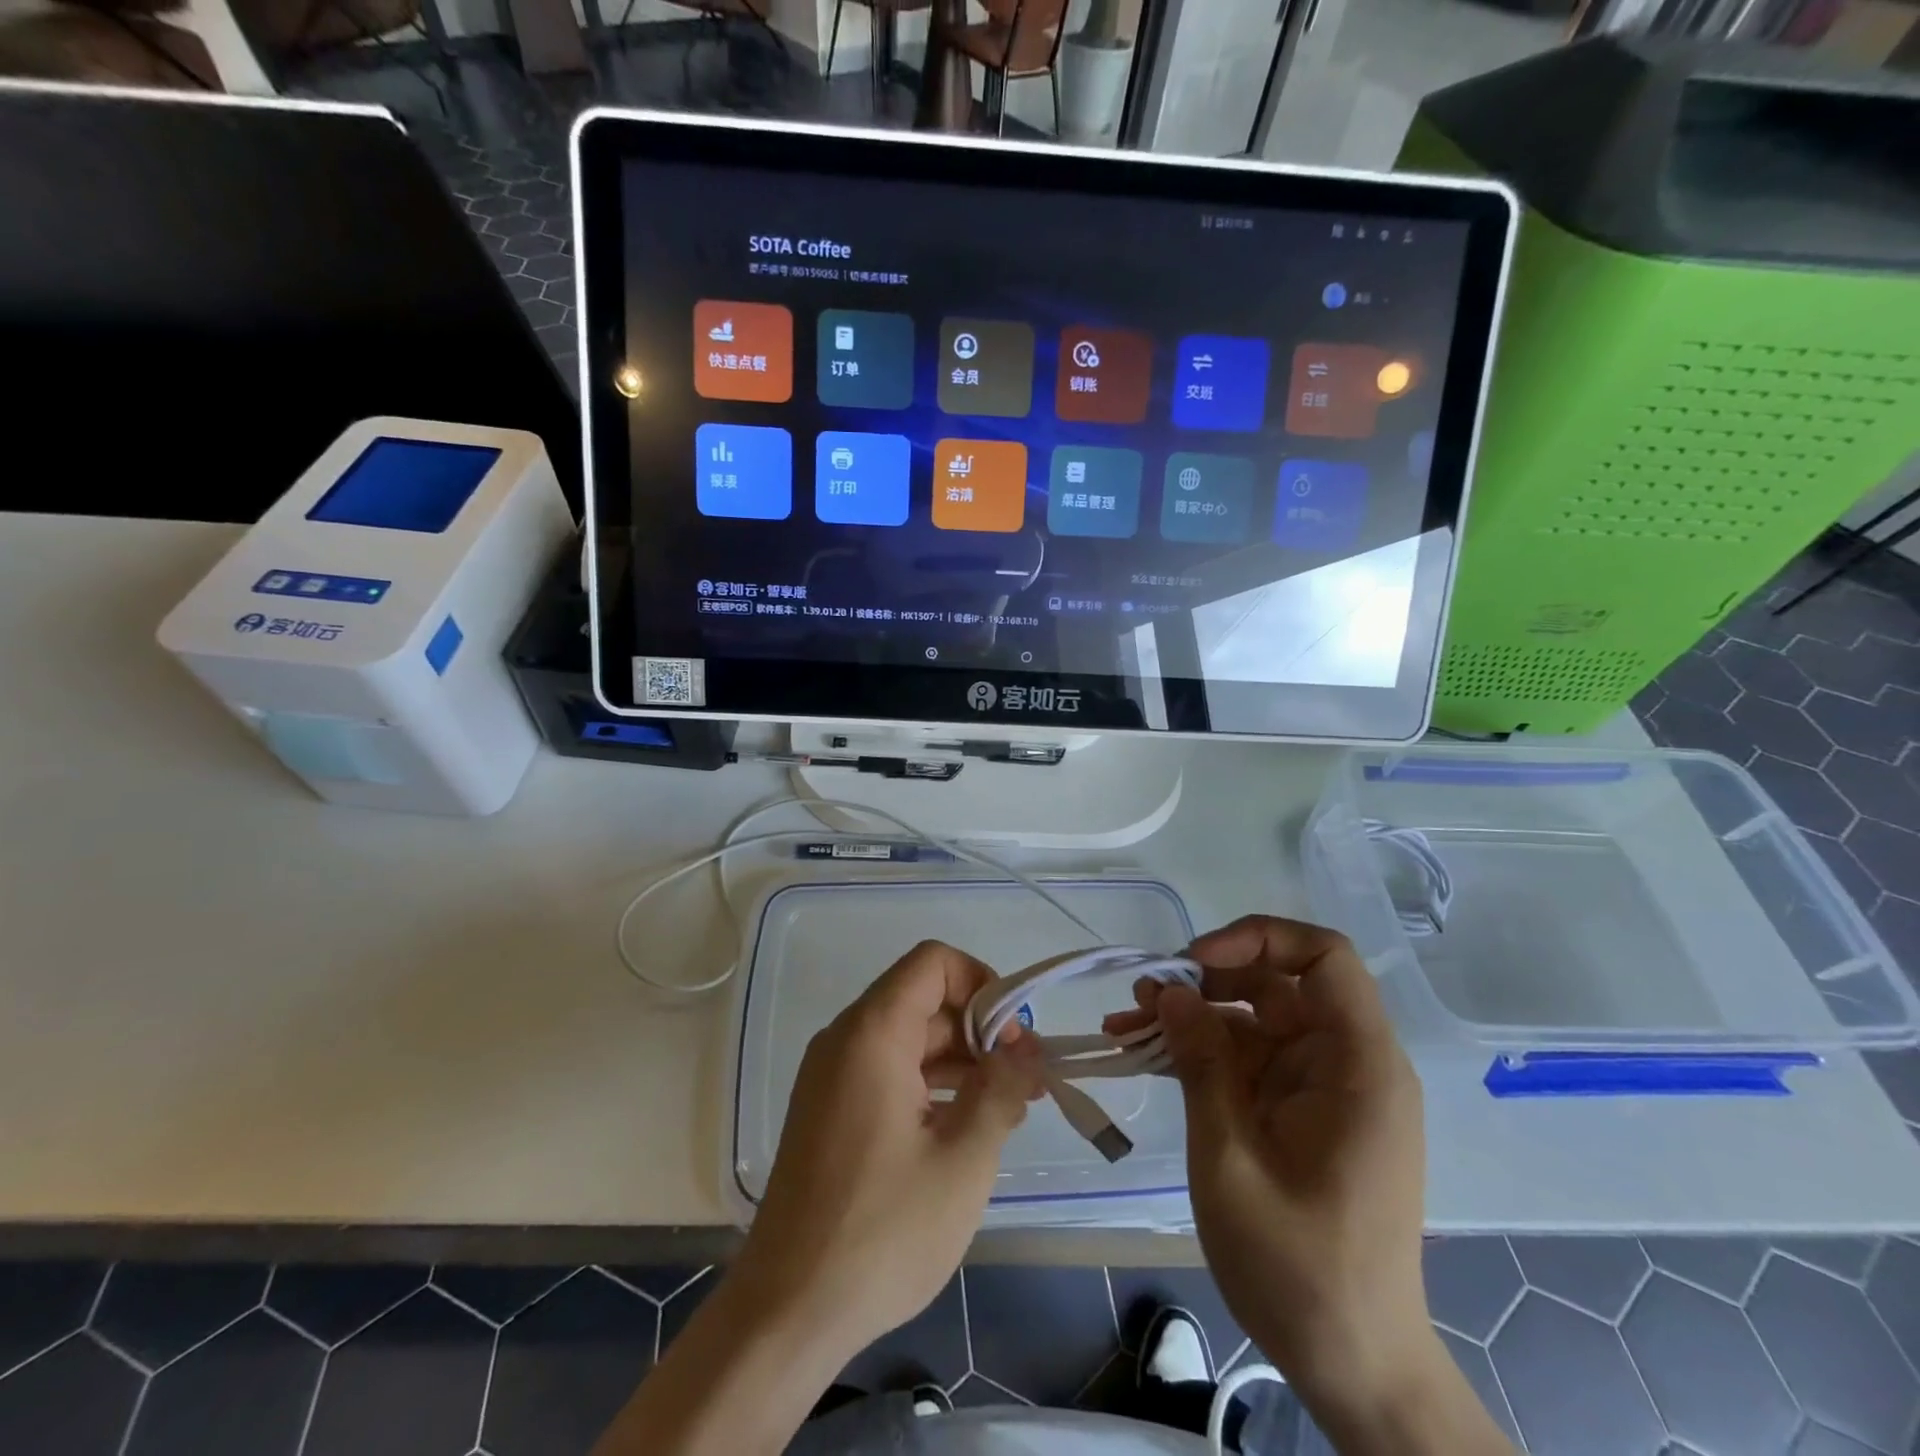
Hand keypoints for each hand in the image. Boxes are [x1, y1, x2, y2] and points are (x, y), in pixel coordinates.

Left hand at [734, 939, 1042, 1365]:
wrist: (787, 1311)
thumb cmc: (882, 1230)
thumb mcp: (963, 1160)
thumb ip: (1002, 1090)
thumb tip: (1024, 1052)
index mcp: (873, 1033)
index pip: (933, 962)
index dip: (982, 983)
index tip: (1014, 1037)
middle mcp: (845, 1039)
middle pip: (923, 1000)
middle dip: (980, 1029)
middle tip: (1026, 1079)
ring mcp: (832, 1076)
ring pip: (908, 1038)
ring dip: (960, 1060)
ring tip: (1009, 1105)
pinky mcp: (829, 1110)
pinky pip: (888, 1071)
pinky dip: (930, 1083)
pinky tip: (965, 1126)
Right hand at [1106, 916, 1434, 1418]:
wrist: (1352, 1364)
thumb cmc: (1299, 1267)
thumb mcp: (1232, 1158)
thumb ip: (1201, 1064)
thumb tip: (1168, 991)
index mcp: (1358, 1065)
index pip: (1325, 957)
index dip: (1259, 937)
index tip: (1195, 960)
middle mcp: (1346, 1063)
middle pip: (1278, 983)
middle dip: (1206, 979)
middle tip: (1143, 995)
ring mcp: (1322, 1087)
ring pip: (1253, 1019)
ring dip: (1192, 1016)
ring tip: (1126, 1023)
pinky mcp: (1299, 1110)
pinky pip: (1248, 1059)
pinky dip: (1200, 1052)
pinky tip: (1146, 1054)